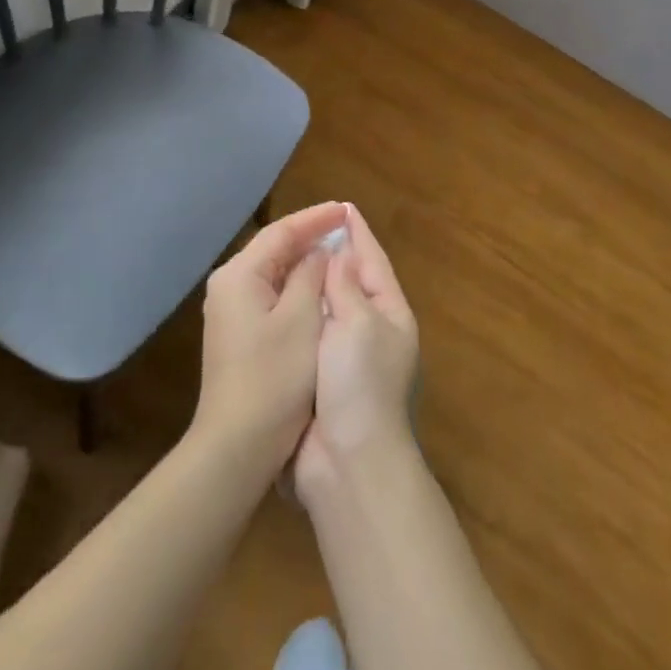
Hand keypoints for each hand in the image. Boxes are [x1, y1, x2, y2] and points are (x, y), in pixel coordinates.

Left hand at [191, 201, 346, 478]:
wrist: (237, 445)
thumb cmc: (274, 377)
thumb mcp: (302, 319)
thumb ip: (311, 275)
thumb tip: (318, 252)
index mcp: (239, 276)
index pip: (281, 232)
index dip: (316, 218)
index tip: (346, 210)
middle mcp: (229, 286)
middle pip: (273, 248)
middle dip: (309, 236)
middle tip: (344, 225)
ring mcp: (230, 312)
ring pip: (273, 272)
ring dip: (303, 261)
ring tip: (336, 249)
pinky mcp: (237, 334)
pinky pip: (270, 294)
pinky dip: (295, 285)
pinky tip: (317, 287)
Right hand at [295, 203, 419, 508]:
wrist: (348, 463)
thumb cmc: (359, 383)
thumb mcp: (359, 323)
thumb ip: (347, 285)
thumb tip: (341, 252)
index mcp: (390, 314)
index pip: (373, 261)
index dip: (357, 233)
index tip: (341, 206)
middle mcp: (372, 331)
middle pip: (352, 281)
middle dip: (333, 254)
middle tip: (307, 226)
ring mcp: (346, 358)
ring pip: (328, 307)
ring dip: (313, 283)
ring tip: (290, 255)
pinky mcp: (320, 380)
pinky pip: (309, 333)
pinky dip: (299, 313)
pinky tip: (279, 302)